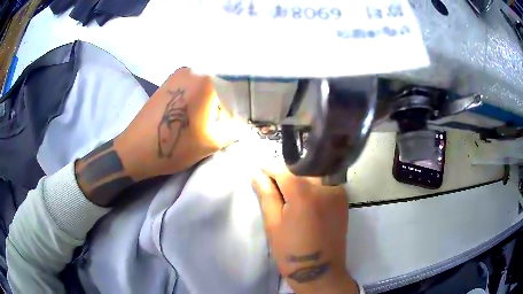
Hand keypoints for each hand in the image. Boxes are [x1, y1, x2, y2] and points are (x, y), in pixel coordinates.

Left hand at [115, 67, 233, 180]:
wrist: (136, 149)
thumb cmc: (175, 146)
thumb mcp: (211, 143)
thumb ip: (234, 131)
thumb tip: (245, 126)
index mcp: (207, 81)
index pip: (236, 92)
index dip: (239, 109)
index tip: (238, 123)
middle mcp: (193, 70)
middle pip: (221, 86)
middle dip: (225, 105)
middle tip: (223, 124)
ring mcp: (178, 74)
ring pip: (206, 86)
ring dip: (211, 102)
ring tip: (206, 121)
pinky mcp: (168, 81)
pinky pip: (192, 86)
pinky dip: (197, 98)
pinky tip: (192, 115)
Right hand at [252, 163, 357, 293]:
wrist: (321, 271)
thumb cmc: (292, 251)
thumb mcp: (273, 224)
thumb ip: (266, 194)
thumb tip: (256, 173)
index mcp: (304, 192)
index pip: (283, 169)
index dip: (269, 168)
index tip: (260, 170)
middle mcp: (325, 186)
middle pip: (300, 169)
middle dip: (285, 174)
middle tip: (274, 188)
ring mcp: (337, 192)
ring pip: (314, 174)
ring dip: (299, 180)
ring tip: (289, 196)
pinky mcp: (343, 199)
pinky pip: (325, 183)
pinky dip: (313, 186)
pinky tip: (305, 201)